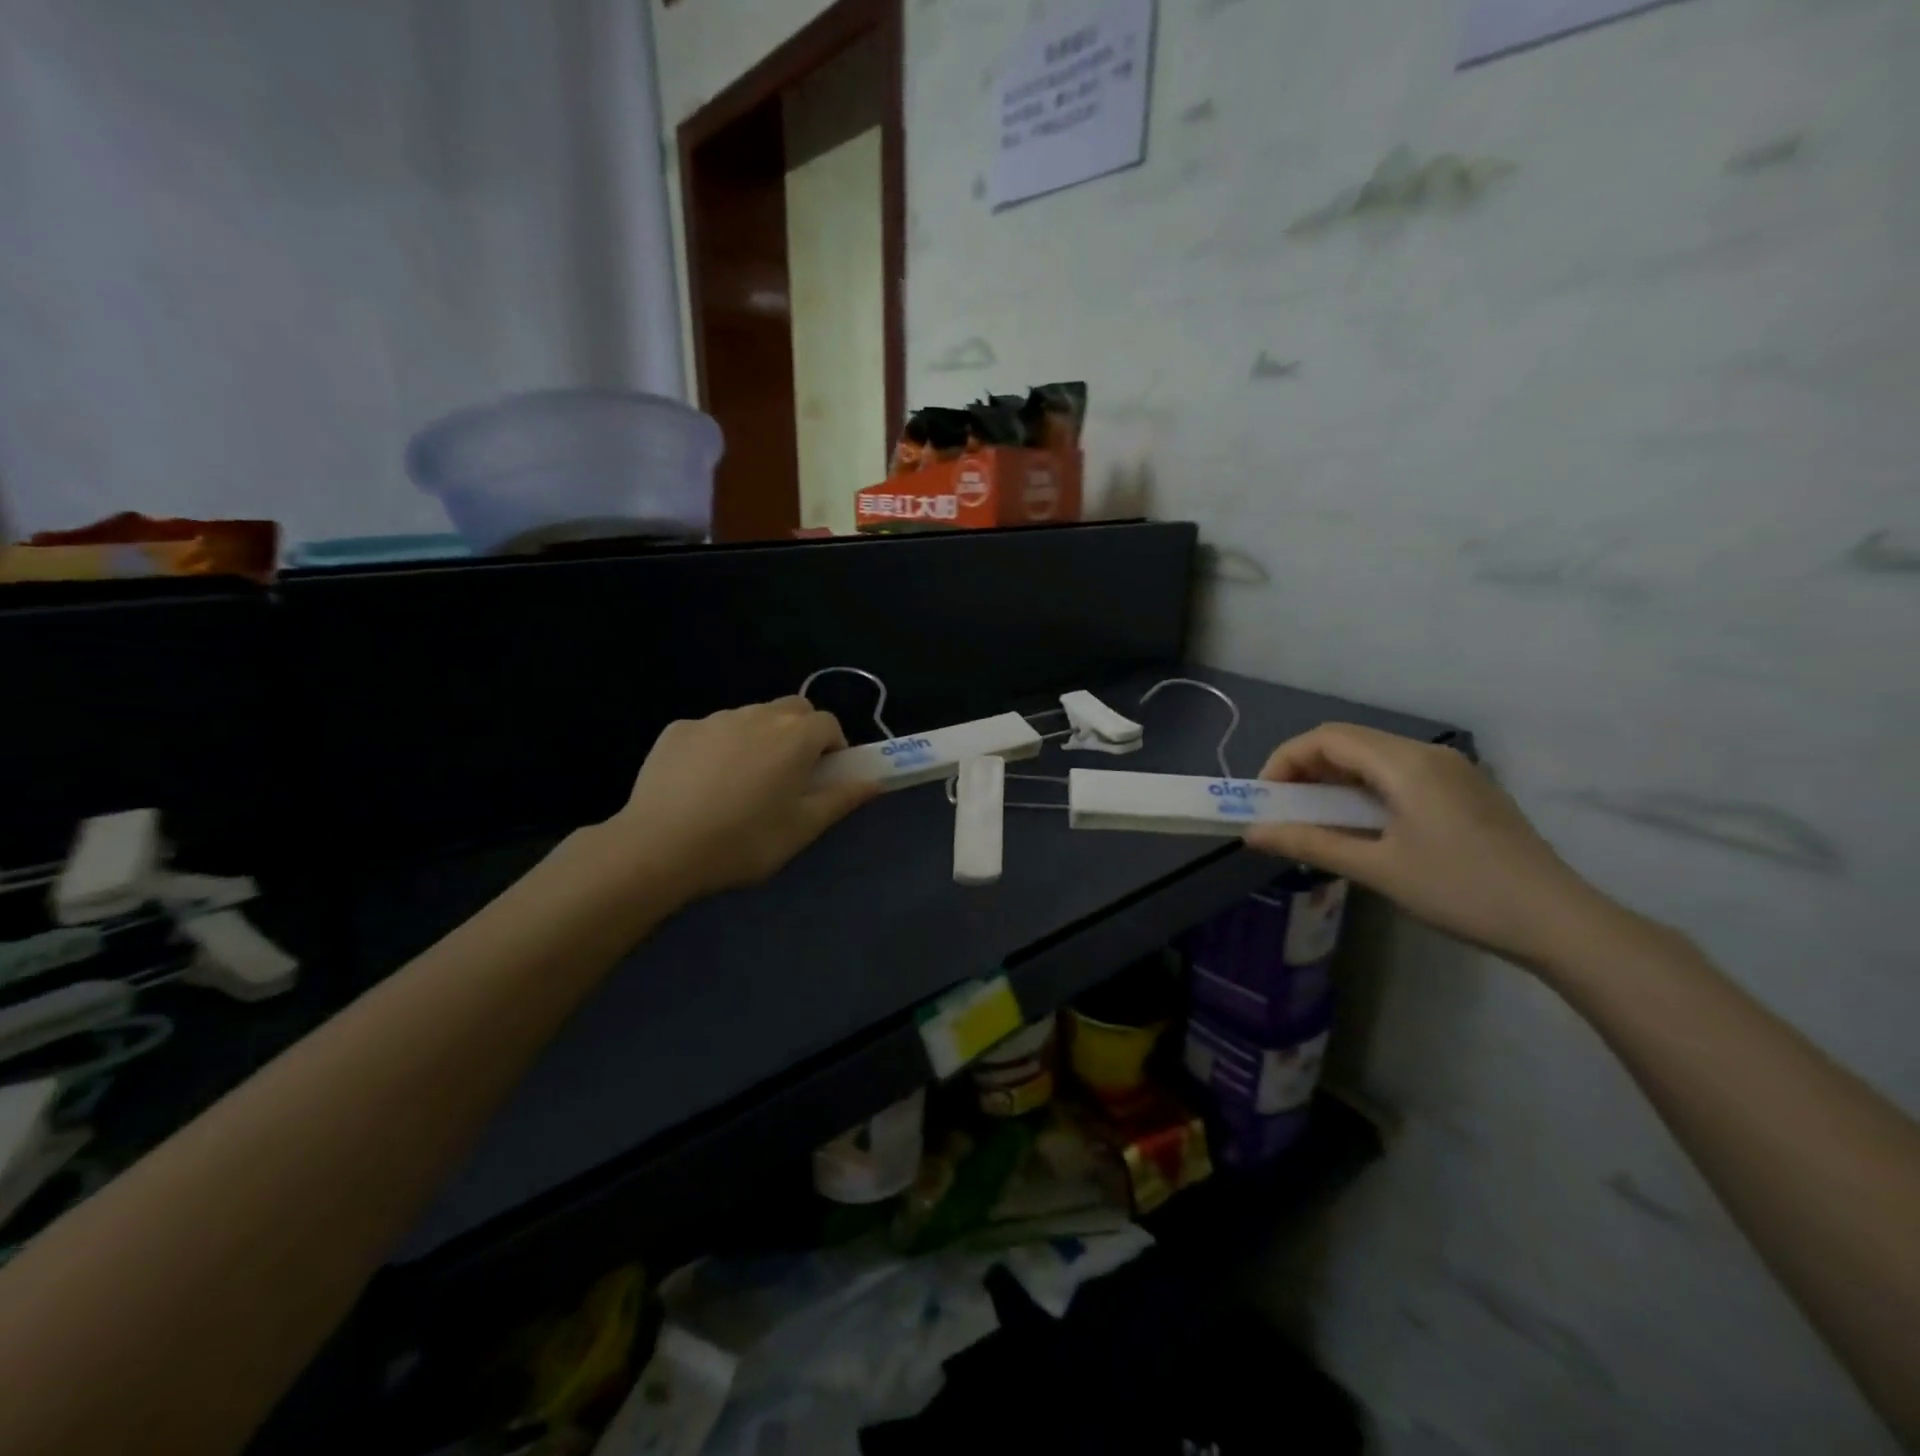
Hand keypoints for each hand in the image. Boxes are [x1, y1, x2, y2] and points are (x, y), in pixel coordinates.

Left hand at [607, 697, 875, 899]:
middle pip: (792, 709)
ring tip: (742, 782)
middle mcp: (758, 715)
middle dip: (800, 732)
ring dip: (759, 738)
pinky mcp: (677, 730)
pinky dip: (718, 747)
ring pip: (751, 717)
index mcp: (795, 737)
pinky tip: (702, 784)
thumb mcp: (802, 828)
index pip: (829, 723)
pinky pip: (711, 730)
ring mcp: (714, 719)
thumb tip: (872, 782)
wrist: (661, 848)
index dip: (833, 746)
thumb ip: (841, 799)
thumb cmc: (745, 841)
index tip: (824, 776)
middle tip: (789, 774)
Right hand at [1244, 723, 1608, 969]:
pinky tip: (1363, 825)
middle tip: (1283, 809)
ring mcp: (1452, 770)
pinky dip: (1365, 789)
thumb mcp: (1377, 869)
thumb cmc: (1460, 890)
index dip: (1285, 760)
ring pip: (1374, 757)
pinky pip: (1400, 773)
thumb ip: (1311, 843)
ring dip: (1335, 780)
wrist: (1559, 921)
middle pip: (1348, 742)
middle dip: (1305, 769)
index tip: (1264, 798)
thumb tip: (1252, 834)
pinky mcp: (1466, 790)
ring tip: (1316, 820)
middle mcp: (1428, 754)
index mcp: (1406, 764)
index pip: (1326, 739)